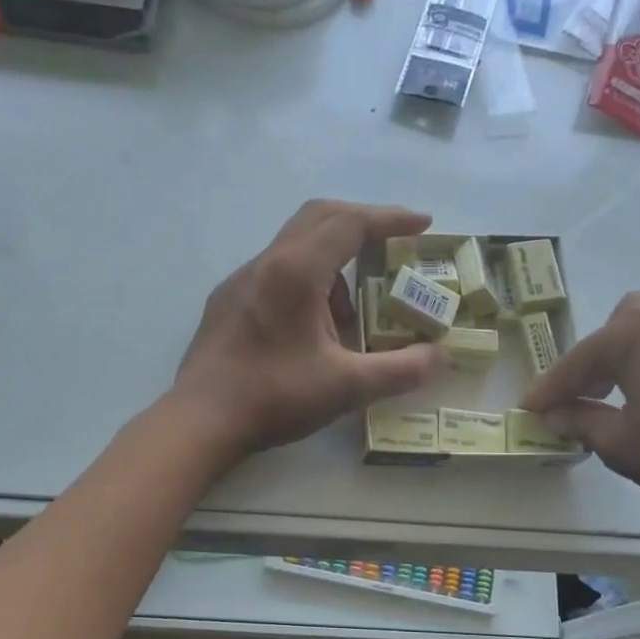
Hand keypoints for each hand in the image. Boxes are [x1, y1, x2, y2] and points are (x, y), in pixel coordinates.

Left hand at [172, 200, 447, 459]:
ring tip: (350, 316)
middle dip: (362, 224)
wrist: (200, 421)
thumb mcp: (346, 387)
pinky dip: (305, 282)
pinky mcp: (227, 302)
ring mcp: (241, 281)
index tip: (423, 223)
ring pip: (295, 246)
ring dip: (332, 264)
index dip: (391, 218)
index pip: (351, 223)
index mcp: (297, 271)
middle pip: (320, 217)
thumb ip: (400, 370)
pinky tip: (310, 330)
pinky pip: (275, 272)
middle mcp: (266, 263)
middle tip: (393, 247)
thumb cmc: (274, 397)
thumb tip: (440, 357)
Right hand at [521, 293, 639, 515]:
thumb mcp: (622, 444)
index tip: (527, 410)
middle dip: (594, 362)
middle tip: (581, 397)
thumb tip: (557, 415)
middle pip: (617, 330)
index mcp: (632, 331)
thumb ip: (582, 424)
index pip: (575, 362)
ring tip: (624, 400)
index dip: (548, 390)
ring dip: (631, 363)